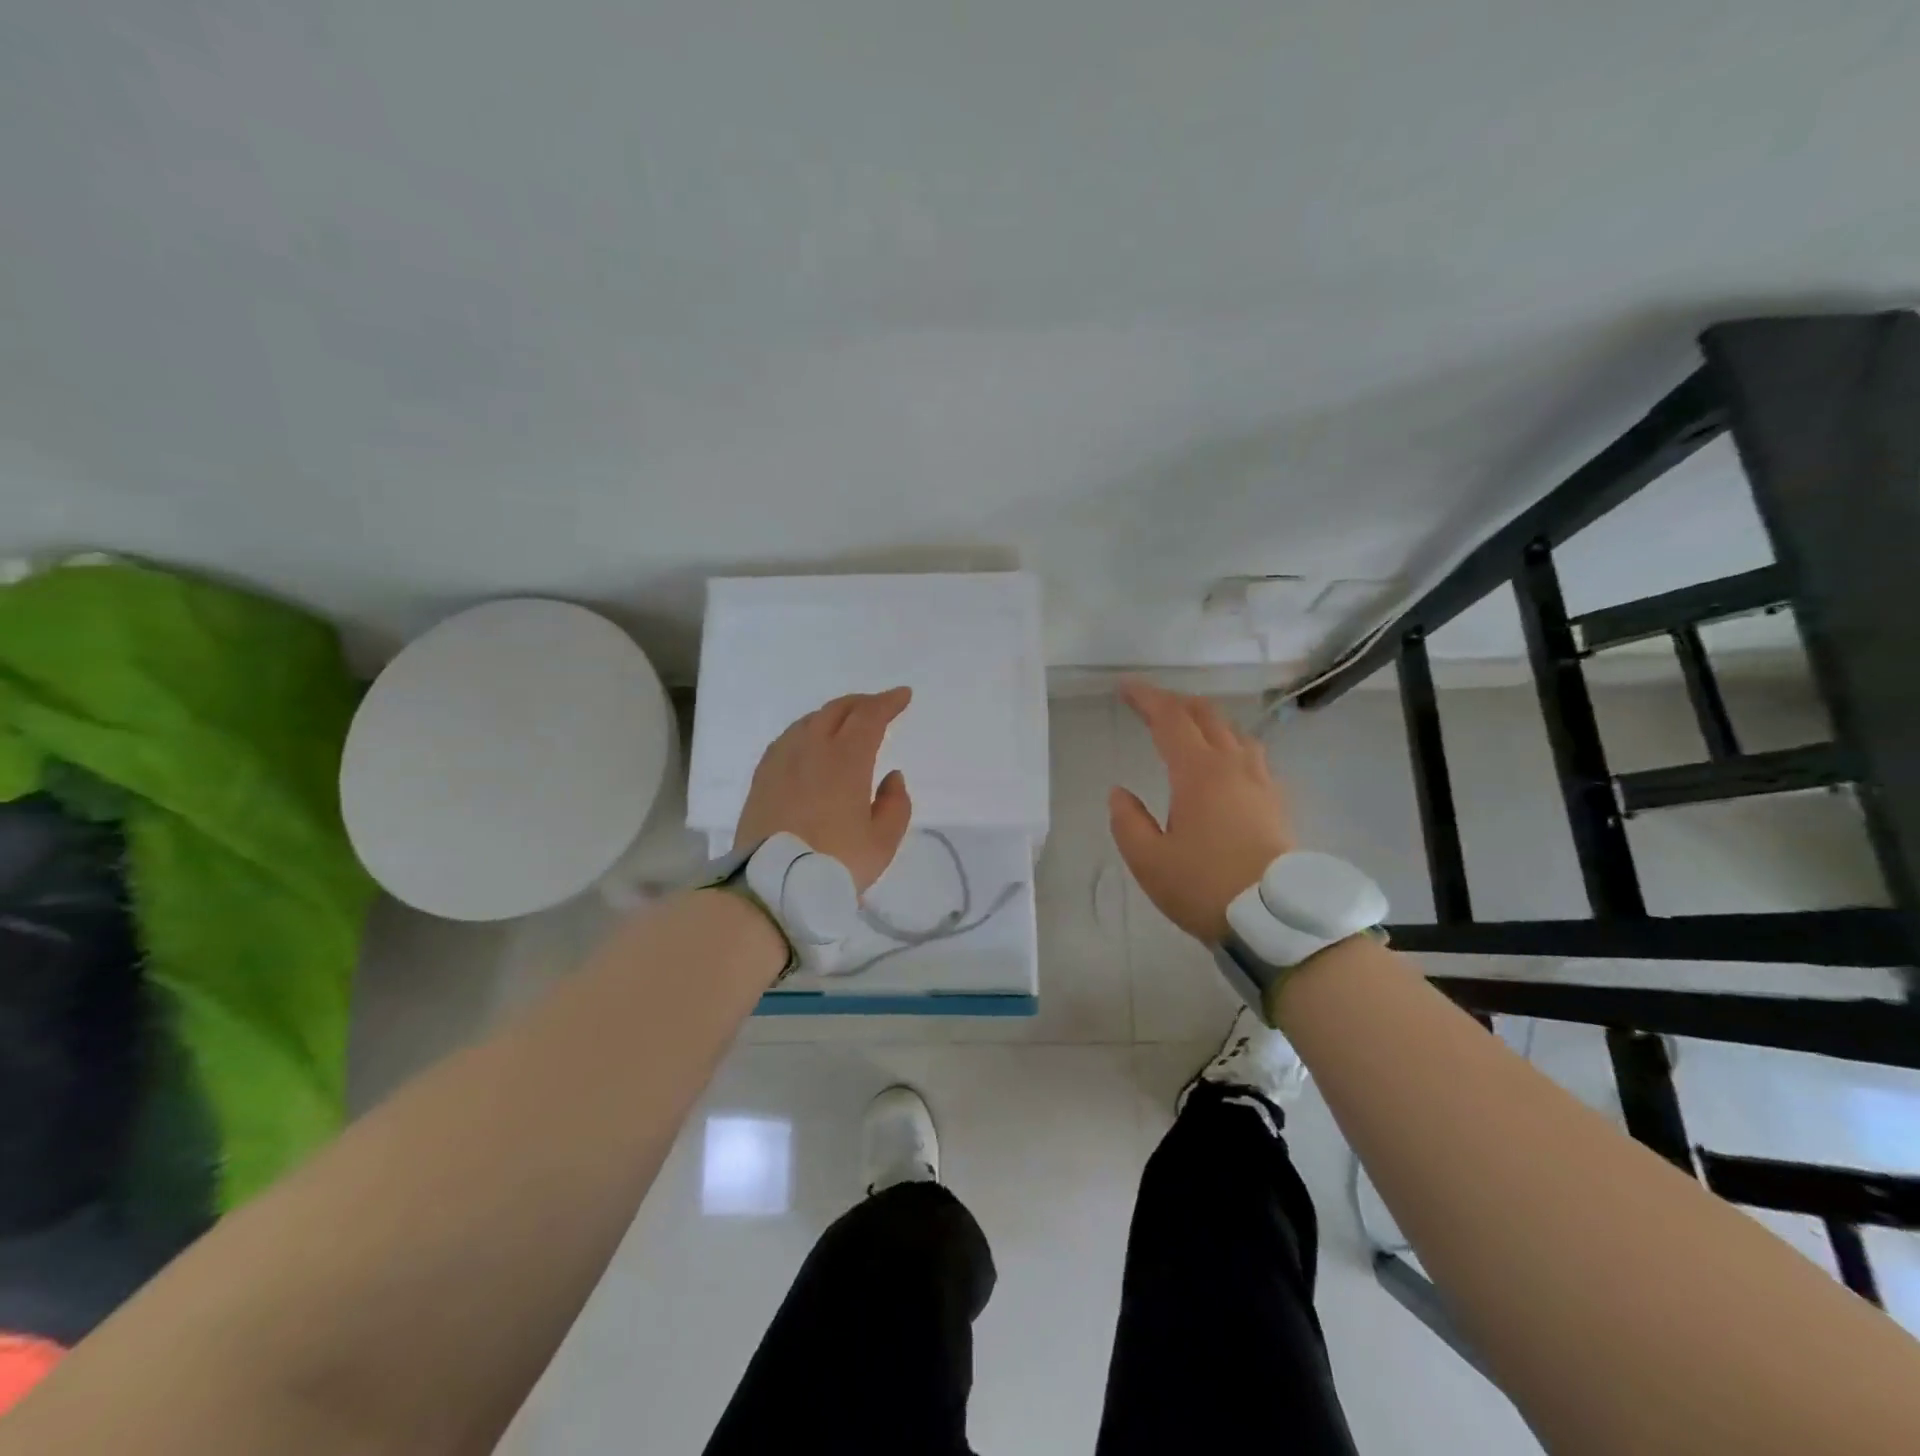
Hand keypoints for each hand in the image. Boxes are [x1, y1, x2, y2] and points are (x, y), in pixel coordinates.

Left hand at [735, 687, 914, 892]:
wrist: (771, 886)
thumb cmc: (835, 863)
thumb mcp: (882, 842)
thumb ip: (895, 804)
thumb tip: (892, 777)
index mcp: (846, 760)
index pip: (870, 716)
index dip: (888, 702)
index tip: (903, 696)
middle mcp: (812, 749)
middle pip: (837, 710)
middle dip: (862, 703)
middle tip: (878, 706)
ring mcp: (782, 760)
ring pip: (809, 721)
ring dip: (833, 714)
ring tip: (845, 723)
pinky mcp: (762, 777)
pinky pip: (787, 739)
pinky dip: (806, 731)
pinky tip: (808, 743)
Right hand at [1109, 678, 1294, 942]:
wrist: (1277, 920)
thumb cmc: (1205, 887)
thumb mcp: (1148, 861)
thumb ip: (1128, 822)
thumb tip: (1119, 793)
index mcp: (1198, 773)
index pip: (1170, 719)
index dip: (1146, 698)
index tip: (1125, 687)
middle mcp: (1233, 766)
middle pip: (1206, 715)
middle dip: (1175, 702)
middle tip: (1149, 704)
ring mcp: (1260, 782)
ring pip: (1234, 731)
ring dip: (1205, 719)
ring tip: (1186, 727)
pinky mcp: (1276, 801)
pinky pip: (1251, 754)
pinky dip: (1228, 742)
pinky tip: (1225, 762)